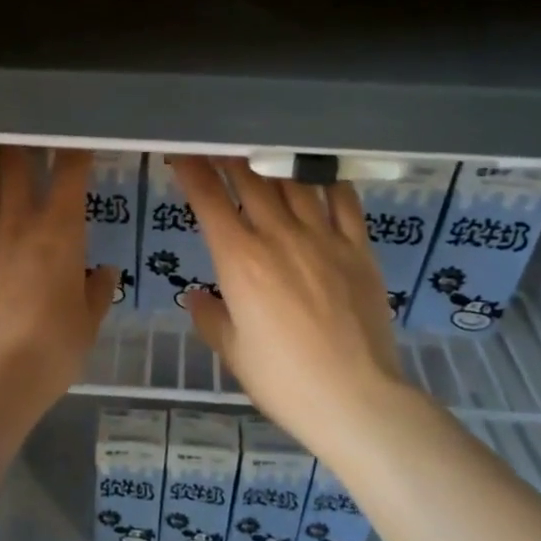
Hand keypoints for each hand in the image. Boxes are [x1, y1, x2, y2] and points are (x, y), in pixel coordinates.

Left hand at [0, 146, 116, 410]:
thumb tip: (104, 272)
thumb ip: (97, 292)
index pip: (70, 173)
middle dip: (21, 142)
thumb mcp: (87, 324)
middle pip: (13, 164)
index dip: (76, 149)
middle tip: (25, 132)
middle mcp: (18, 224)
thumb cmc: (51, 349)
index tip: (82, 139)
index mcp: (59, 232)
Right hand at [172, 156, 406, 443]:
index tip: (181, 154)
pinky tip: (320, 175)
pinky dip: (328, 182)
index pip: (208, 201)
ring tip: (261, 151)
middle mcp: (279, 236)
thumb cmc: (283, 380)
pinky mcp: (358, 249)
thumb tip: (195, 296)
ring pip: (293, 183)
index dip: (191, 171)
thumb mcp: (234, 352)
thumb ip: (210, 317)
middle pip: (250, 181)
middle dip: (228, 156)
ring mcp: (323, 238)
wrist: (355, 398)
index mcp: (239, 260)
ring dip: (272, 162)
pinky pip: (344, 202)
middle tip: (217, 143)